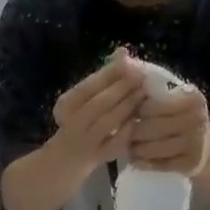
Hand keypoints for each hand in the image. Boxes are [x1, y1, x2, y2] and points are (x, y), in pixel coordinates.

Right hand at [50, 50, 145, 169]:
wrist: (68, 157)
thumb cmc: (80, 119)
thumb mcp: (85, 98)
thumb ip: (104, 77)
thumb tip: (123, 52)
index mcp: (65, 105)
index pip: (88, 87)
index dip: (110, 75)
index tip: (130, 64)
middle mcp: (72, 124)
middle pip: (99, 104)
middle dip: (123, 89)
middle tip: (142, 78)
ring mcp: (85, 143)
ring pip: (108, 122)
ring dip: (128, 106)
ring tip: (143, 94)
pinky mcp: (99, 158)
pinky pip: (116, 143)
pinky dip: (128, 130)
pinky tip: (138, 119)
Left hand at [127, 85, 209, 175]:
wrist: (208, 147)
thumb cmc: (184, 119)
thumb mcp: (176, 100)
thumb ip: (154, 95)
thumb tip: (124, 93)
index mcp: (192, 99)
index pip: (150, 106)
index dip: (135, 111)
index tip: (128, 116)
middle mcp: (196, 120)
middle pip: (150, 128)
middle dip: (132, 132)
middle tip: (123, 135)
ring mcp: (196, 143)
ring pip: (152, 148)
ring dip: (135, 149)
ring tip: (128, 147)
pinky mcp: (191, 164)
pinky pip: (159, 165)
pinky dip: (143, 163)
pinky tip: (136, 160)